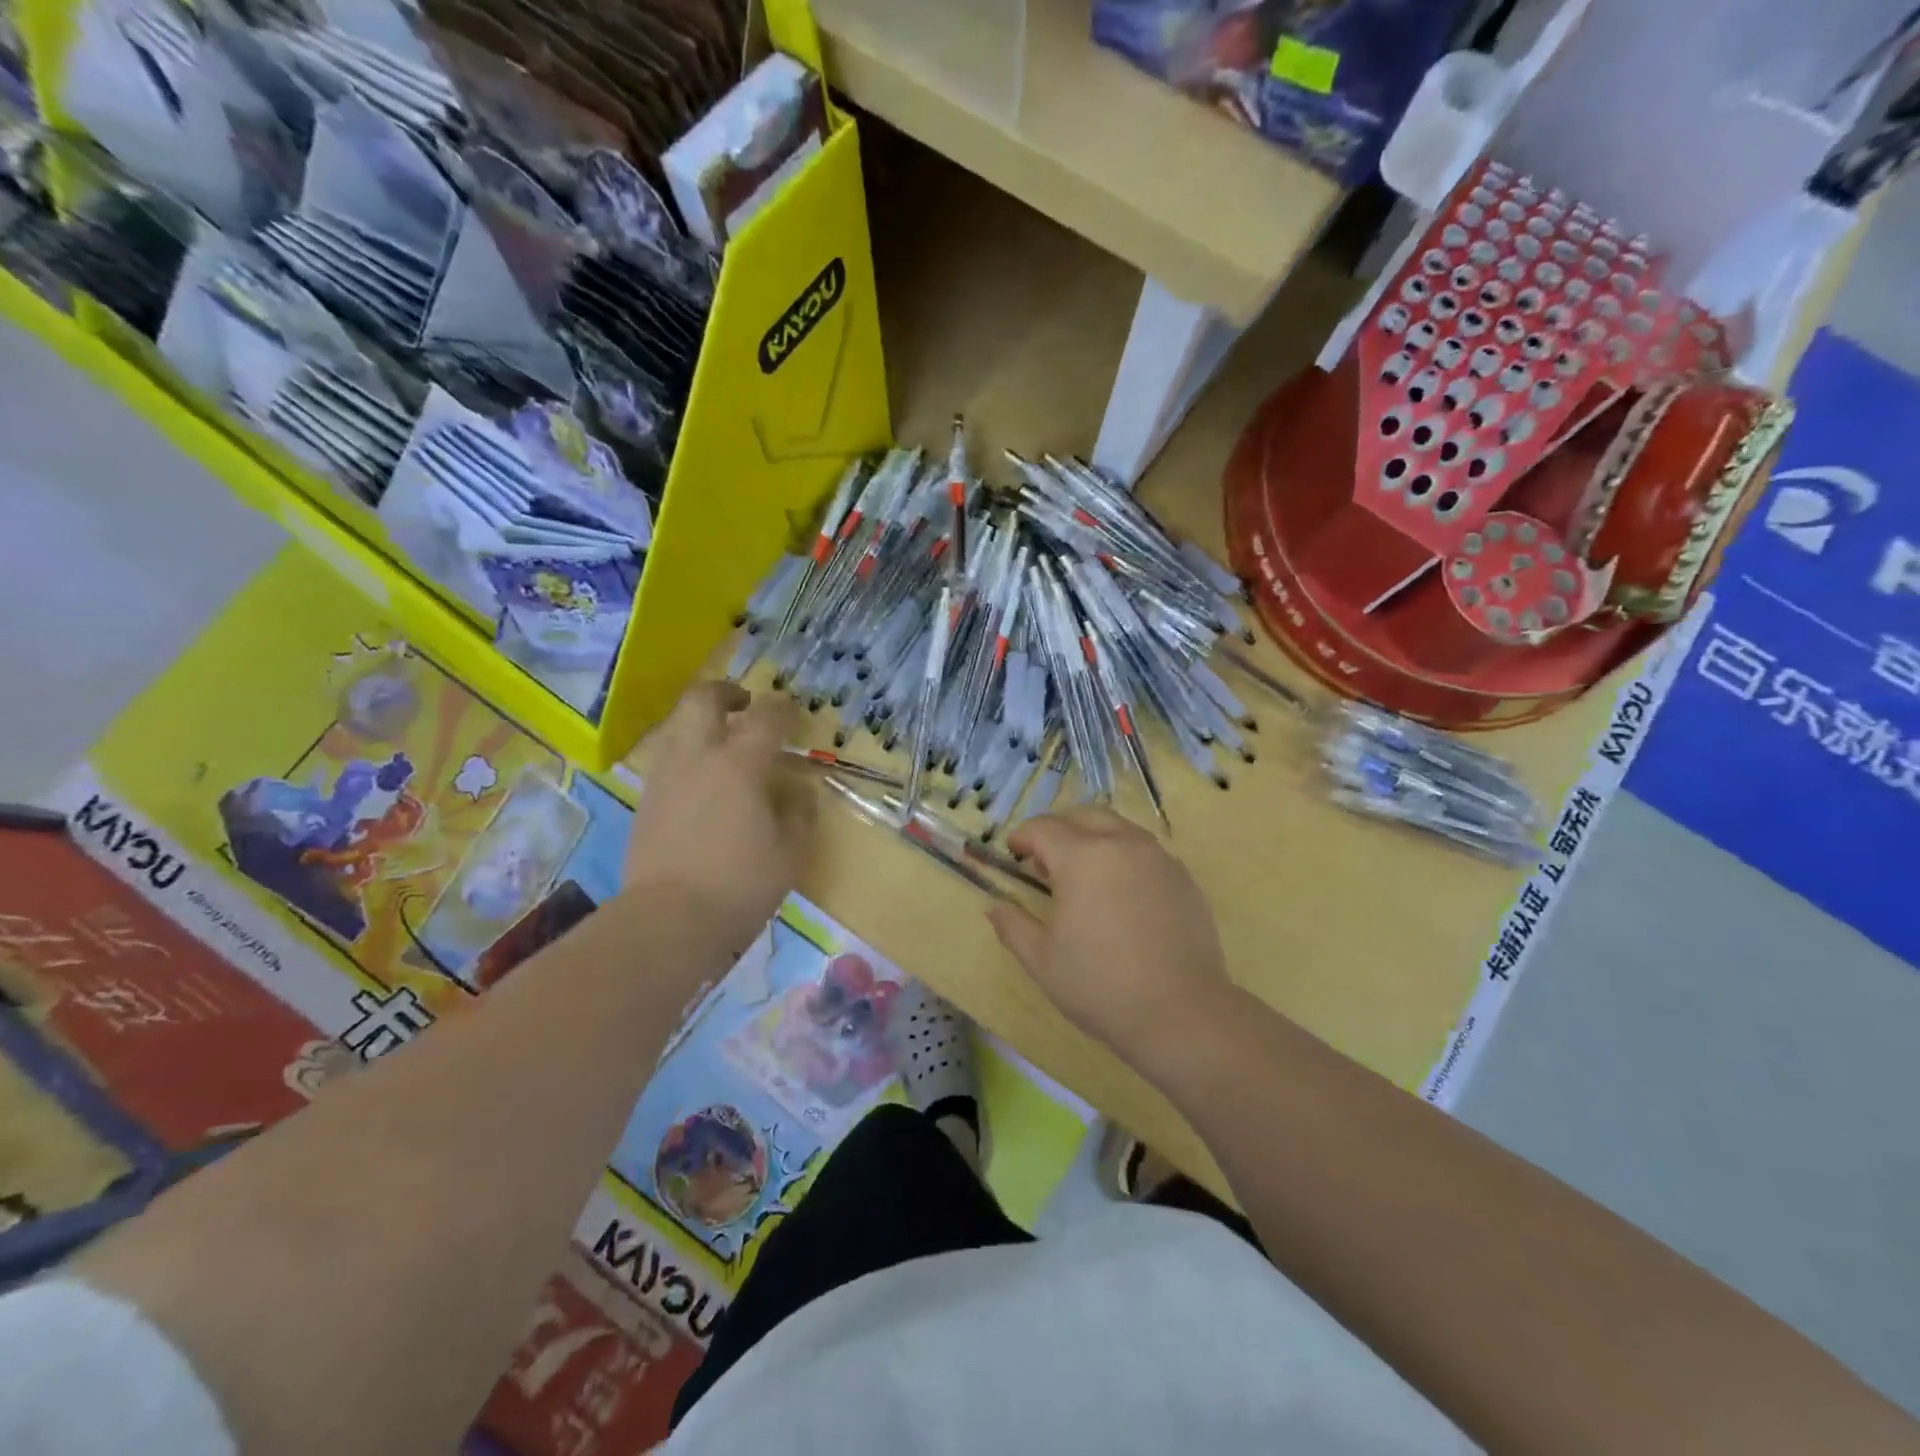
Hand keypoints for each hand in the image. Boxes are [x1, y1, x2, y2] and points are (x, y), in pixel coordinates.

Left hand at [624, 683, 814, 951]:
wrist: (668, 919)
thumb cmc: (740, 884)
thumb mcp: (790, 852)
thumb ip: (799, 813)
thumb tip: (798, 791)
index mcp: (739, 763)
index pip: (766, 716)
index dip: (785, 710)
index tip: (795, 715)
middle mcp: (697, 756)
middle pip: (703, 698)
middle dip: (727, 692)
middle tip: (746, 706)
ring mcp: (665, 776)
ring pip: (678, 724)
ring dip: (703, 722)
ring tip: (724, 745)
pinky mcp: (646, 800)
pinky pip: (668, 757)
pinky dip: (689, 753)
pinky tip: (703, 781)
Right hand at [987, 808, 1235, 1065]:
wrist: (1182, 1013)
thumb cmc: (1101, 985)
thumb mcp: (1042, 960)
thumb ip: (1013, 925)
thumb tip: (995, 906)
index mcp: (1082, 857)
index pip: (1043, 828)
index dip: (1023, 838)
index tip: (1013, 854)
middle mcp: (1122, 844)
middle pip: (1084, 816)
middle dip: (1059, 830)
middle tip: (1046, 862)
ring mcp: (1158, 858)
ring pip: (1119, 829)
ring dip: (1094, 839)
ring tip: (1084, 877)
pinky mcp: (1183, 878)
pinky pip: (1146, 851)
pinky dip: (1124, 858)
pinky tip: (1121, 895)